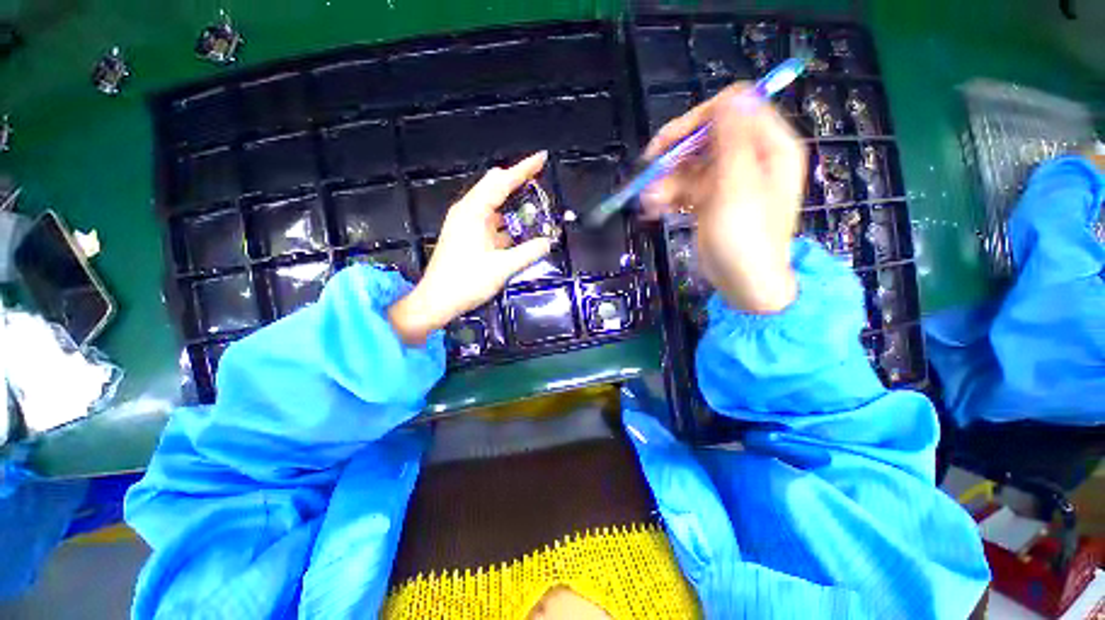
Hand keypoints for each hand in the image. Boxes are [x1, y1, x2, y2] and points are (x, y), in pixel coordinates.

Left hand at [389, 152, 552, 344]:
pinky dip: (506, 221)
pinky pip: (490, 221)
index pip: (501, 181)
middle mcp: (467, 212)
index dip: (523, 169)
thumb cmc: (466, 282)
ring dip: (513, 204)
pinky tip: (520, 230)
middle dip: (518, 182)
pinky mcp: (466, 236)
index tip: (542, 159)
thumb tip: (548, 242)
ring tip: (536, 206)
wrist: (437, 301)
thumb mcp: (502, 267)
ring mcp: (466, 224)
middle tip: (541, 183)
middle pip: (495, 187)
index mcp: (473, 212)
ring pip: (493, 205)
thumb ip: (528, 252)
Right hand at [642, 84, 805, 312]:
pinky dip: (668, 196)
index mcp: (768, 147)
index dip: (700, 119)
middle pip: (706, 136)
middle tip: (648, 169)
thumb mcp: (739, 188)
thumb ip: (734, 141)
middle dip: (675, 154)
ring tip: (649, 203)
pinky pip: (685, 187)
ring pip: (689, 165)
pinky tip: (654, 210)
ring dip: (665, 181)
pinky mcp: (710, 200)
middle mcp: (749, 157)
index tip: (670, 142)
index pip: (735, 108)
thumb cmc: (746, 238)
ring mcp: (728, 180)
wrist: (744, 283)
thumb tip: (732, 95)